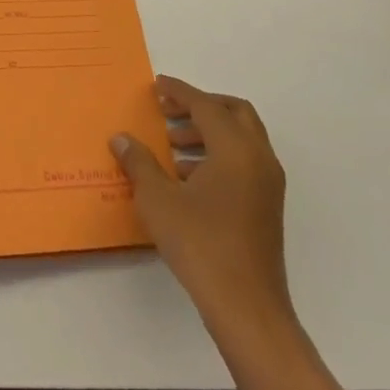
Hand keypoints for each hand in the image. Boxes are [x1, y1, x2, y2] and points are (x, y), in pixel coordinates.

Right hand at [111, 75, 294, 350]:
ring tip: (171, 146)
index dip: (180, 92)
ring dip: (208, 132)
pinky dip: (218, 155)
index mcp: (236, 150)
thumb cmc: (199, 243)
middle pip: (235, 113)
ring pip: (242, 139)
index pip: (206, 106)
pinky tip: (186, 177)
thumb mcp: (157, 199)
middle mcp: (259, 159)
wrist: (245, 305)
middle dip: (201, 106)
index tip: (157, 84)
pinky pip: (244, 162)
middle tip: (169, 111)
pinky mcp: (267, 206)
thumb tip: (122, 138)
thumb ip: (139, 162)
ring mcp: (268, 184)